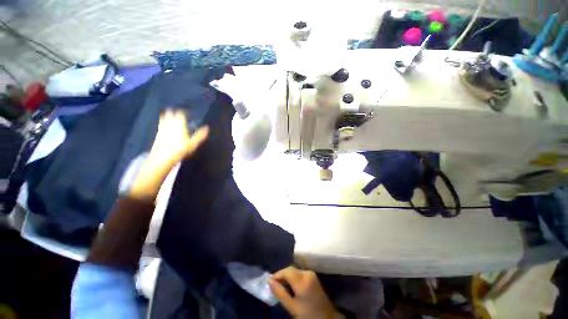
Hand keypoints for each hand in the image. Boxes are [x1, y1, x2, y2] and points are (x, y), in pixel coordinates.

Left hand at [128, 109, 208, 199]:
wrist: (163, 158)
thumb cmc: (180, 150)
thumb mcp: (193, 144)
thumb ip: (200, 135)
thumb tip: (207, 127)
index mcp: (179, 125)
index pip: (180, 114)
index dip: (182, 112)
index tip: (185, 112)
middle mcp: (169, 124)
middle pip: (170, 114)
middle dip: (173, 112)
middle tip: (177, 112)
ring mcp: (162, 129)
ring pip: (164, 118)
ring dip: (167, 115)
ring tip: (170, 115)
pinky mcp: (158, 134)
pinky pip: (160, 125)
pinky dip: (163, 122)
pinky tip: (164, 125)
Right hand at [269, 266, 337, 318]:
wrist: (326, 318)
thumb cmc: (308, 314)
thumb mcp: (292, 307)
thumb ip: (280, 293)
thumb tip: (269, 281)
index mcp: (303, 281)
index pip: (287, 271)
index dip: (277, 274)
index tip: (269, 281)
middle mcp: (307, 273)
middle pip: (291, 269)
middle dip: (281, 275)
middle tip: (273, 284)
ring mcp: (311, 274)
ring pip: (295, 270)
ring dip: (287, 276)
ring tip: (280, 285)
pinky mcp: (313, 276)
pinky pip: (299, 273)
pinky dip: (293, 277)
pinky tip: (289, 285)